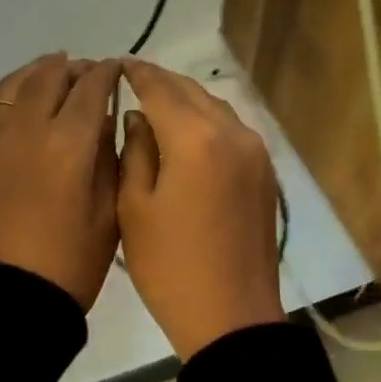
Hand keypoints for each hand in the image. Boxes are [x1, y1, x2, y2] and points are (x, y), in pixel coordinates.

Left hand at [0, 53, 121, 310]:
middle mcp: (29, 127)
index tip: (118, 69)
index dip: (107, 73)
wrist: (2, 297)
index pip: (91, 87)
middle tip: (88, 73)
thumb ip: (109, 159)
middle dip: (74, 68)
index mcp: (70, 142)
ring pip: (17, 84)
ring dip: (40, 72)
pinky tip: (26, 107)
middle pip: (50, 76)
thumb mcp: (108, 214)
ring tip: (54, 74)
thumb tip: (105, 123)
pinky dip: (16, 94)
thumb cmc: (68, 263)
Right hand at [117, 59, 284, 359]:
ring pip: (215, 107)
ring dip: (185, 100)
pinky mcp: (264, 171)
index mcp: (196, 139)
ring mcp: (255, 151)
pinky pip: (231, 129)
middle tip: (131, 80)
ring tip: (156, 104)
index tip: (116, 65)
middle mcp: (232, 133)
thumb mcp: (134, 207)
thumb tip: (137, 117)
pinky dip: (206, 121)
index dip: (136, 73)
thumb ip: (134, 151)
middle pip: (191, 91)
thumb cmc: (170, 267)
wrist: (232, 316)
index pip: (160, 88)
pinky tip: (187, 132)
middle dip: (161, 82)